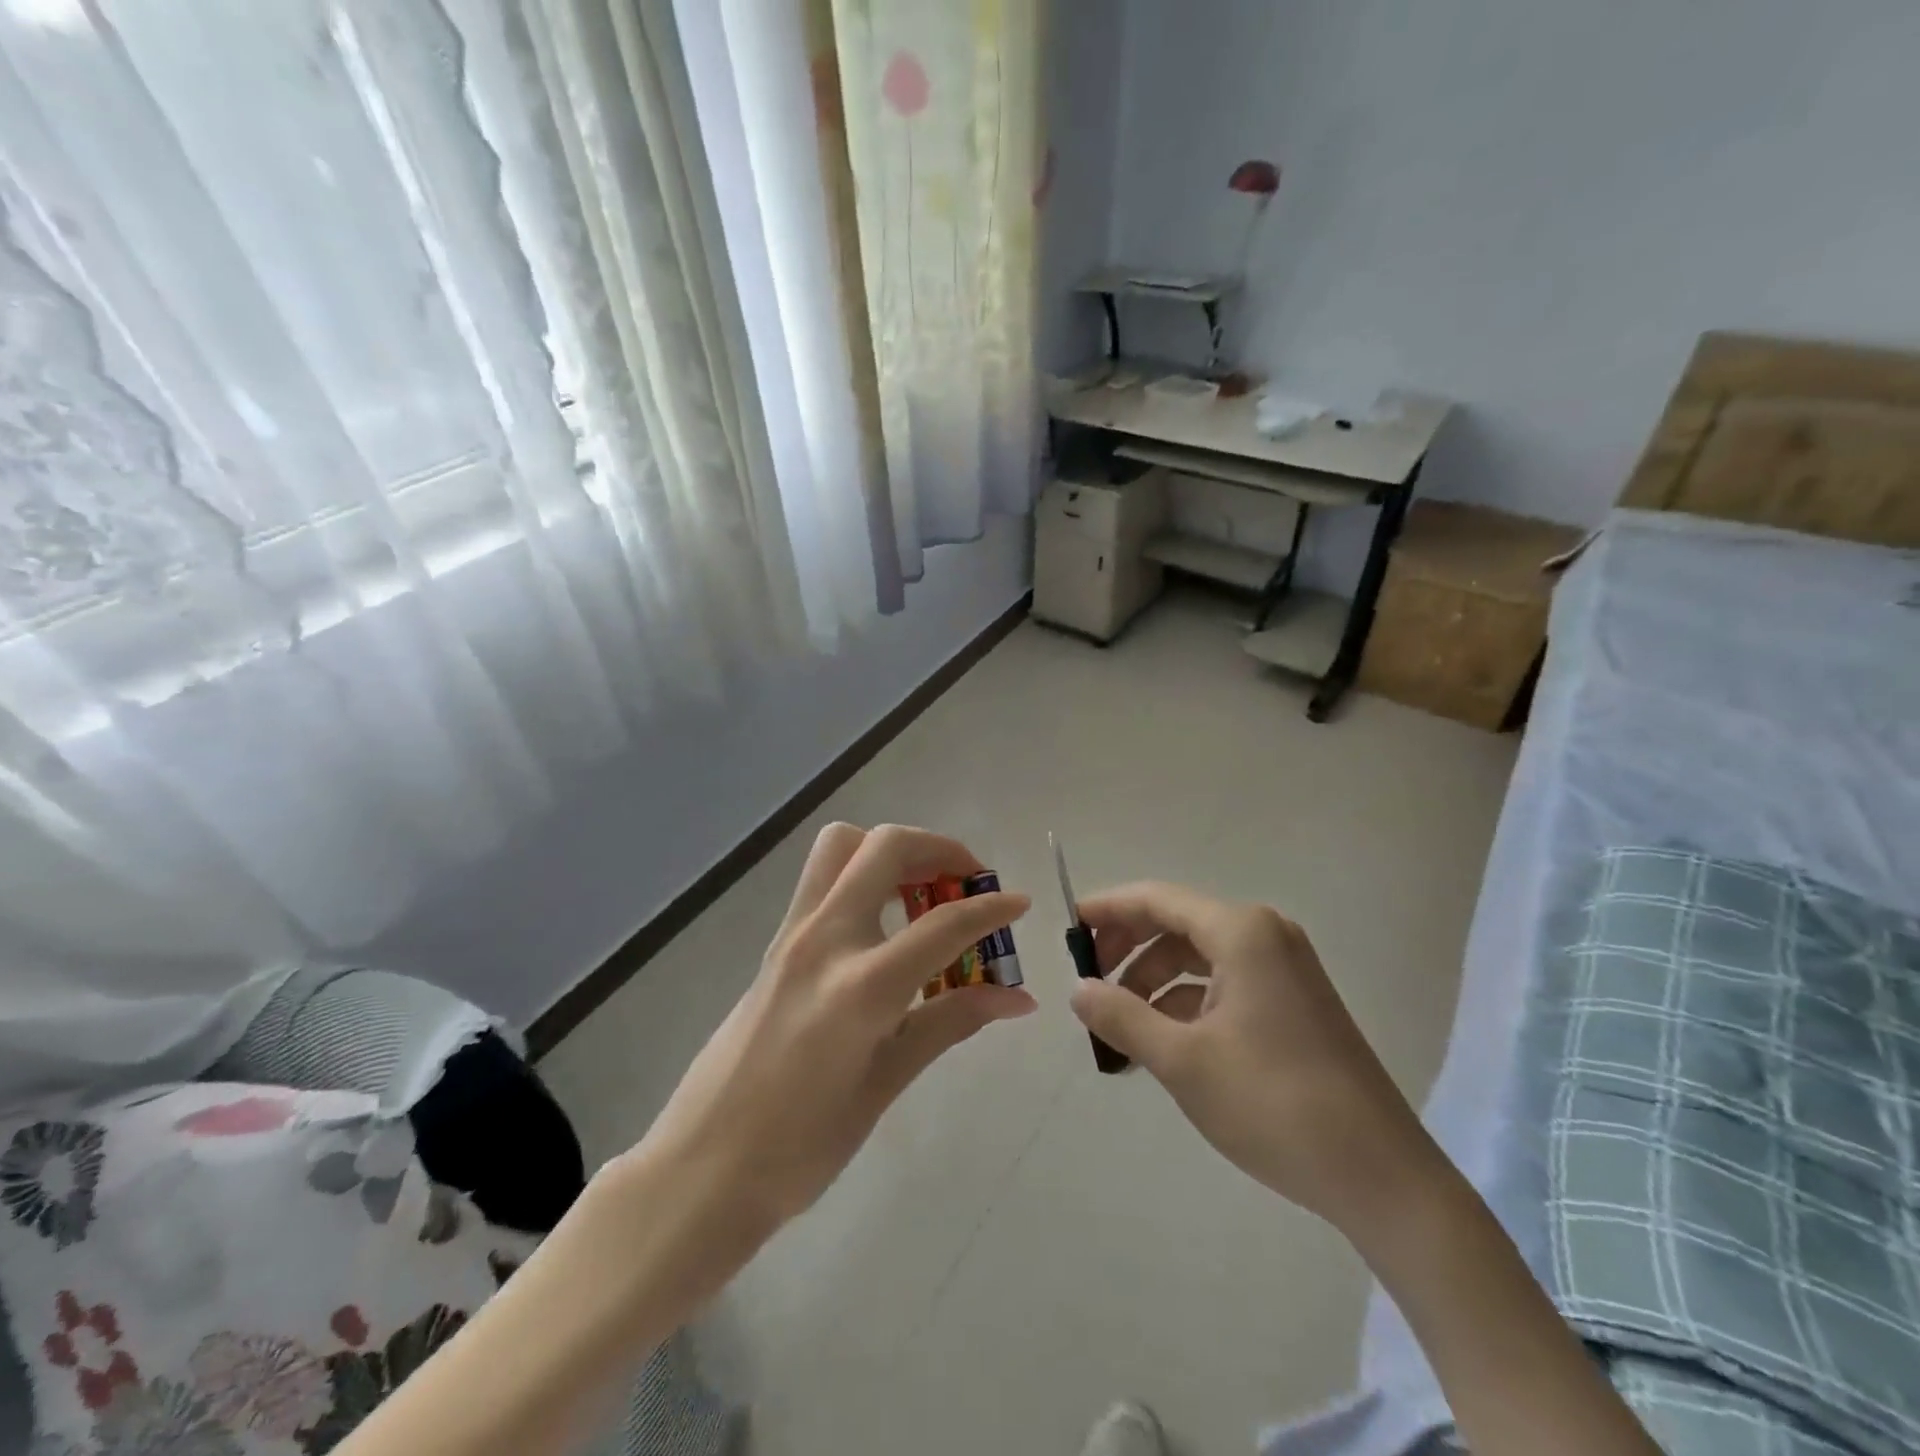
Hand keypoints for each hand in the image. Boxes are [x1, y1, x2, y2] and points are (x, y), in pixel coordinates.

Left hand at [630, 823, 1034, 1232]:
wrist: (702, 1167)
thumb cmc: (801, 1146)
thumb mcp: (886, 1084)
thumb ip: (950, 1022)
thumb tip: (1017, 998)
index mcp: (861, 986)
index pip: (943, 924)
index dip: (991, 909)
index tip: (1020, 903)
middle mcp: (825, 939)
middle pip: (885, 848)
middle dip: (939, 849)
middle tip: (968, 882)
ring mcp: (793, 934)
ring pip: (842, 846)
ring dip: (892, 851)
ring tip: (923, 894)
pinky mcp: (775, 942)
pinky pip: (822, 878)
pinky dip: (863, 875)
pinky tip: (883, 926)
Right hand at [1068, 882, 1437, 1238]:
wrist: (1381, 1176)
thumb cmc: (1273, 1104)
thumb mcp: (1182, 1061)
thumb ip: (1121, 1016)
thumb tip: (1077, 989)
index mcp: (1240, 932)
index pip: (1157, 899)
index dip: (1108, 910)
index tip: (1068, 931)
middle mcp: (1264, 935)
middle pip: (1177, 923)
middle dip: (1129, 949)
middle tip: (1089, 983)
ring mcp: (1284, 968)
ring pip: (1199, 956)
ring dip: (1154, 982)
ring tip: (1119, 1025)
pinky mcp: (1294, 1001)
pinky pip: (1225, 982)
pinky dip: (1187, 1002)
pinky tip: (1162, 1040)